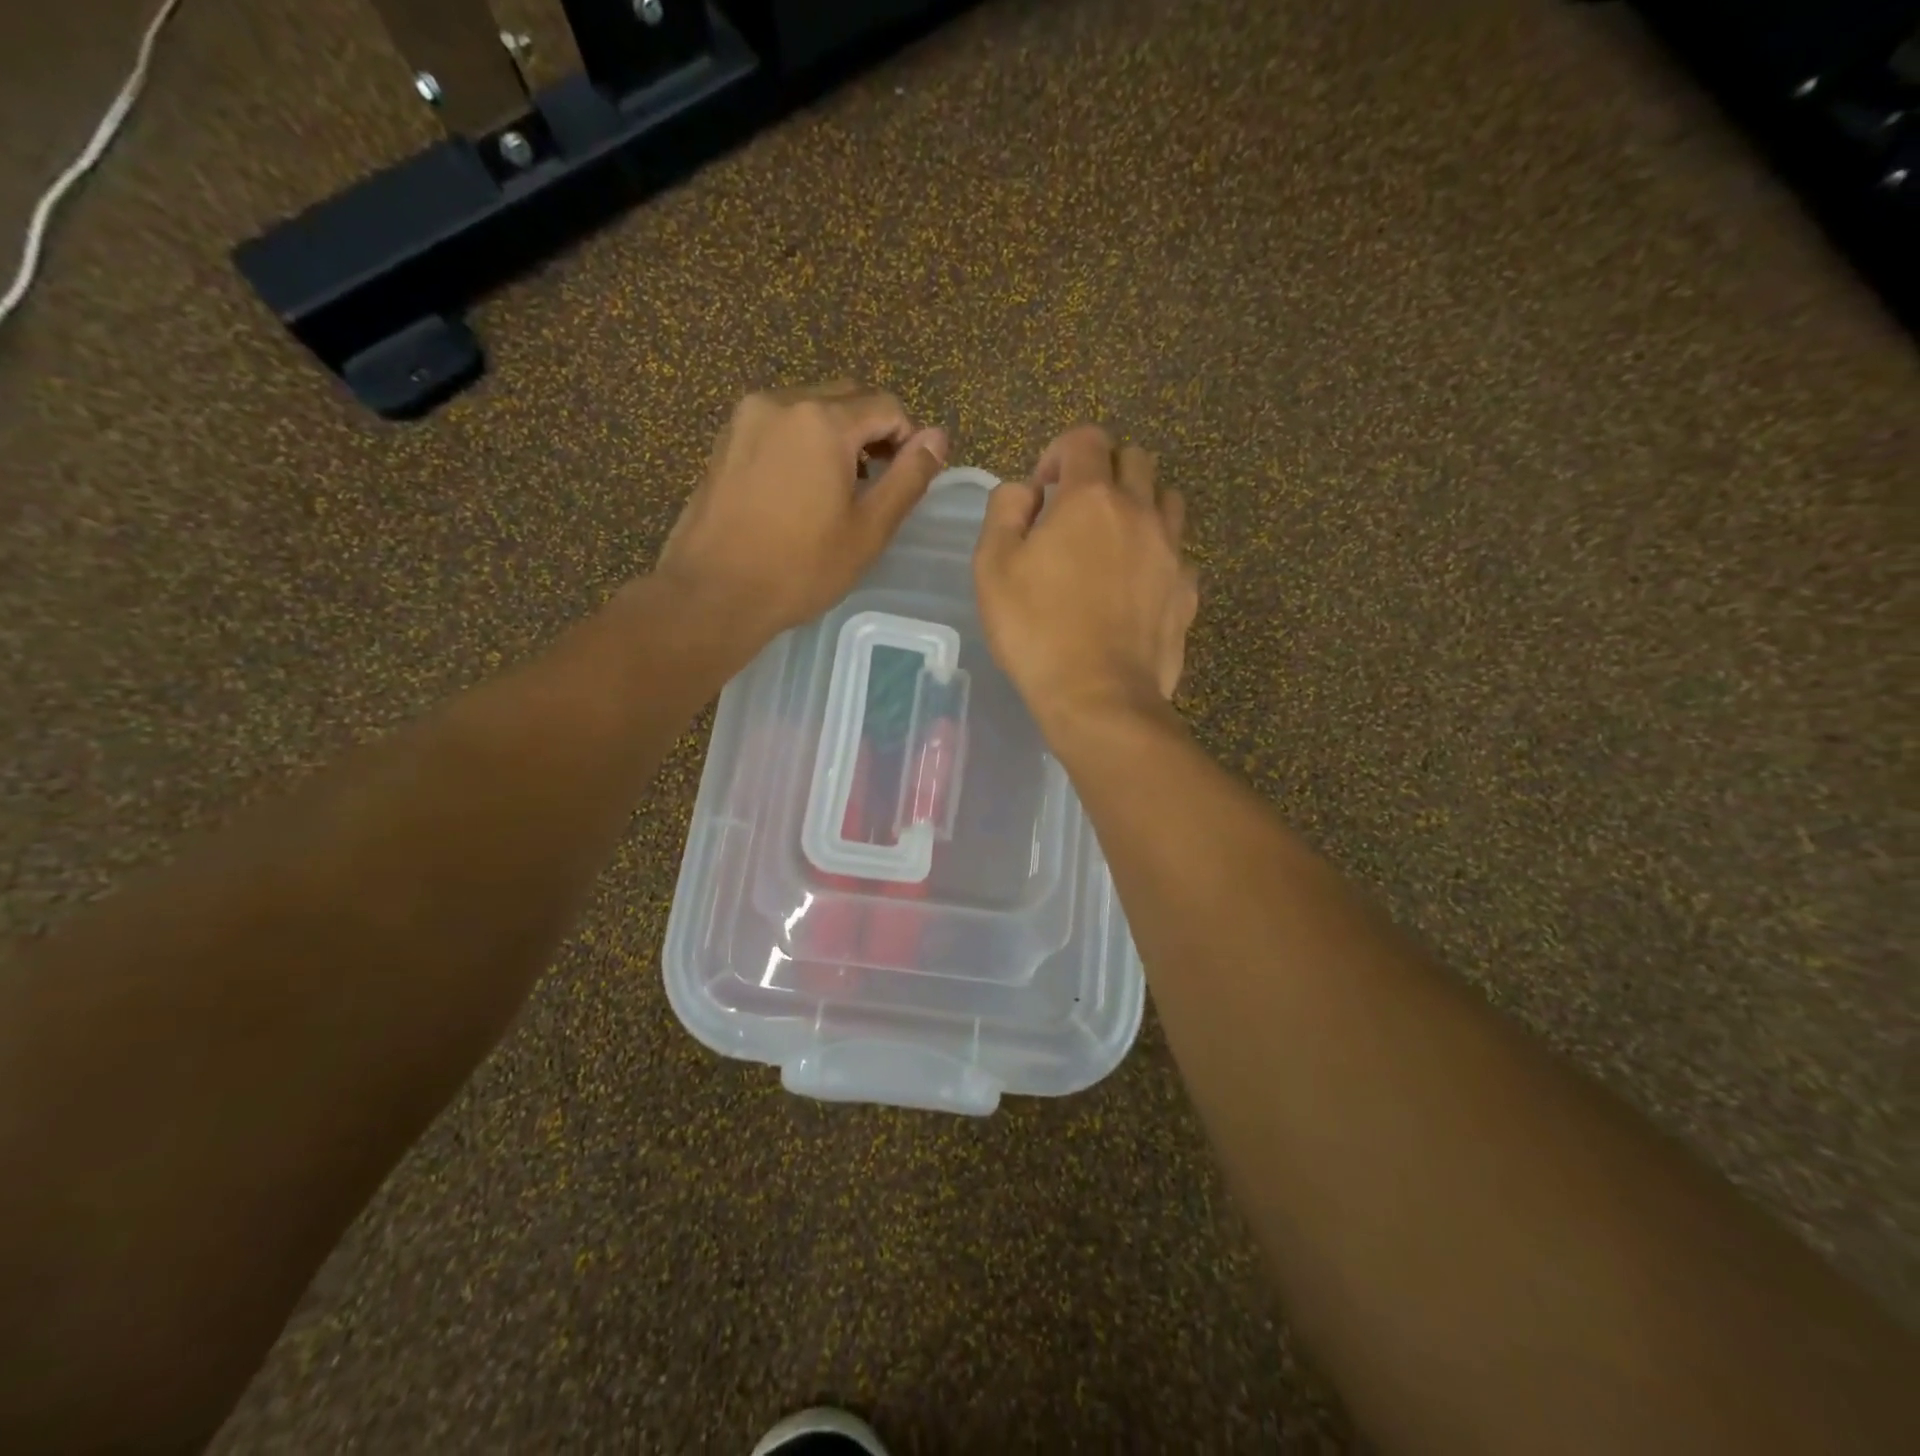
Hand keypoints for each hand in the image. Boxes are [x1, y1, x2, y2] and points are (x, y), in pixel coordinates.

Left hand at [658, 382, 947, 641]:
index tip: (909, 478)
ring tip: (840, 490)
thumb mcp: (868, 529)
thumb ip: (908, 477)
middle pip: (846, 397)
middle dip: (872, 431)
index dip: (909, 437)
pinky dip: (802, 443)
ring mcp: (746, 418)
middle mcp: (782, 402)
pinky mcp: (725, 440)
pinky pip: (779, 425)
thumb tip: (939, 436)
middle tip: (878, 484)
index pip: (886, 405)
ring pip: (810, 408)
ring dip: (837, 436)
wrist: (713, 593)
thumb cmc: (800, 568)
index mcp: (822, 420)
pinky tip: (801, 490)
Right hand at [974, 425, 1198, 732]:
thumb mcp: (992, 567)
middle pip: (1135, 458)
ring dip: (1140, 503)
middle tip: (1077, 510)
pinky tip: (1137, 583)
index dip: (1060, 452)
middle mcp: (1140, 511)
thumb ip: (1005, 511)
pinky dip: (1159, 552)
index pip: (1086, 439)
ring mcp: (1172, 551)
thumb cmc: (1036, 630)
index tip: (1043, 489)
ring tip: (1114, 539)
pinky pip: (1179, 551)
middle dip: (1104, 471)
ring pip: (1167, 498)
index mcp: (1091, 498)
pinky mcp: (1187, 590)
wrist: (1098, 696)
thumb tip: (1027, 491)